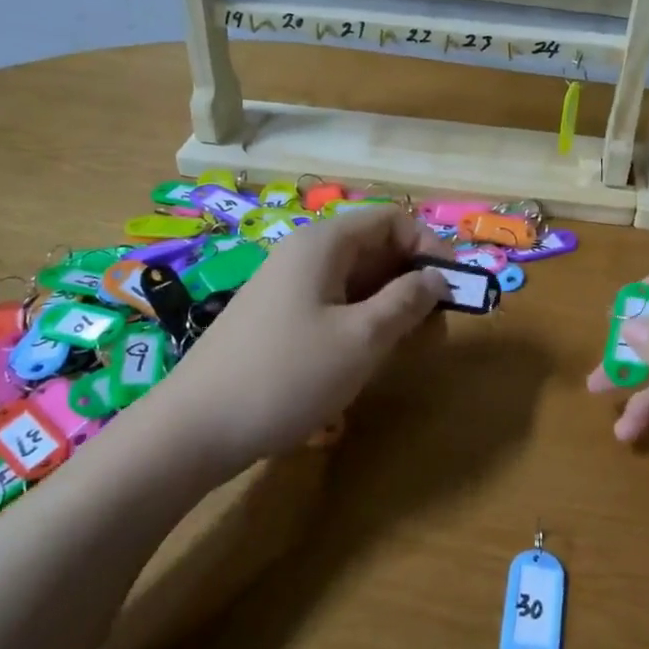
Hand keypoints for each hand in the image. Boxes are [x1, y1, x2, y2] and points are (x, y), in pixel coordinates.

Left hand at [153, 207, 451, 472]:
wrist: (194, 429)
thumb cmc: (287, 375)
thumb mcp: (362, 338)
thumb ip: (407, 301)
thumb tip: (438, 277)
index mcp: (324, 243)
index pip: (392, 219)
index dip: (430, 245)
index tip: (455, 286)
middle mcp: (305, 254)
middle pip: (375, 247)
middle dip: (414, 278)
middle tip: (438, 324)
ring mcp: (287, 286)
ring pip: (356, 279)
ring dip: (391, 304)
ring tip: (410, 345)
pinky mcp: (278, 318)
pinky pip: (333, 303)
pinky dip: (362, 320)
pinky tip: (369, 355)